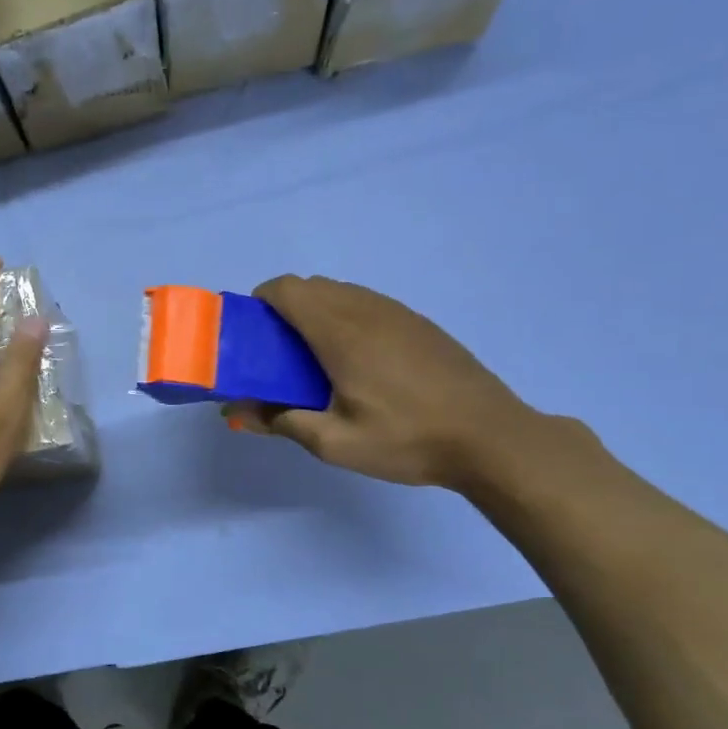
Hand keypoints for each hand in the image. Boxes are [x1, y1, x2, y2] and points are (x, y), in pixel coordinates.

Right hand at [227, 275, 537, 490]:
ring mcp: (398, 314)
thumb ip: (279, 421)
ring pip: (341, 292)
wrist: (493, 440)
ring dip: (315, 312)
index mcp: (340, 332)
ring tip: (314, 359)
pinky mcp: (420, 325)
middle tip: (277, 354)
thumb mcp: (334, 442)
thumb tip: (234, 412)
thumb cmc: (407, 439)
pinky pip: (367, 304)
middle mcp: (366, 310)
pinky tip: (356, 362)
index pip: (286, 289)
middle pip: (311, 286)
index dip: (259, 302)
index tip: (251, 335)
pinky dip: (345, 317)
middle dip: (283, 309)